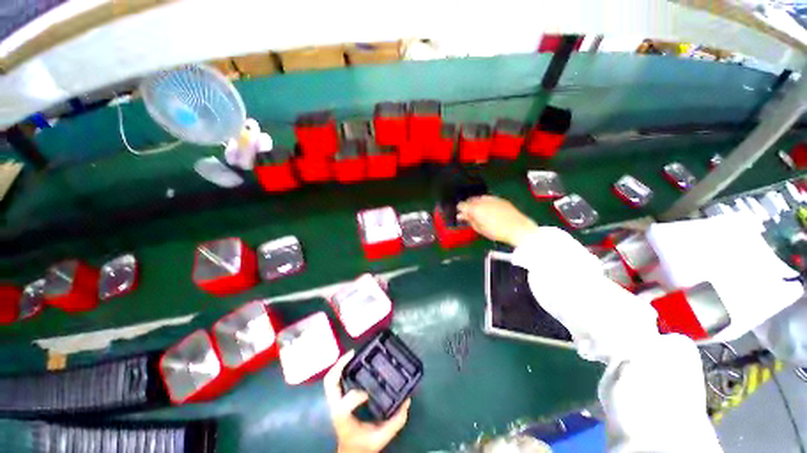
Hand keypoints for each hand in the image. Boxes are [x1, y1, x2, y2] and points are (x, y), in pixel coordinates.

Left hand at [324, 350, 410, 452]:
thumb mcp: (381, 437)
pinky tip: (353, 363)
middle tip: (353, 354)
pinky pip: (335, 380)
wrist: (350, 452)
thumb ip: (396, 421)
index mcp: (344, 418)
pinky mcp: (338, 398)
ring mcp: (335, 401)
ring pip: (330, 379)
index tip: (368, 394)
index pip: (344, 405)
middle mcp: (336, 407)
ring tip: (352, 354)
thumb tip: (407, 401)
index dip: (355, 396)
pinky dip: (341, 369)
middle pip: (330, 383)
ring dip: (339, 365)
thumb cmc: (363, 444)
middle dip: (340, 366)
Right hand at [457, 195, 538, 246]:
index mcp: (475, 208)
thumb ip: (469, 220)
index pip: (461, 205)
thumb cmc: (496, 232)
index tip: (462, 216)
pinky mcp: (500, 199)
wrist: (518, 228)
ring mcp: (492, 198)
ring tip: (479, 212)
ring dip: (476, 204)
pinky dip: (485, 202)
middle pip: (470, 200)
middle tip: (470, 215)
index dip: (460, 210)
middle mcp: (482, 200)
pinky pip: (488, 198)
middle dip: (468, 206)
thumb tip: (462, 216)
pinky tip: (488, 209)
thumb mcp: (480, 229)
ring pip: (479, 198)